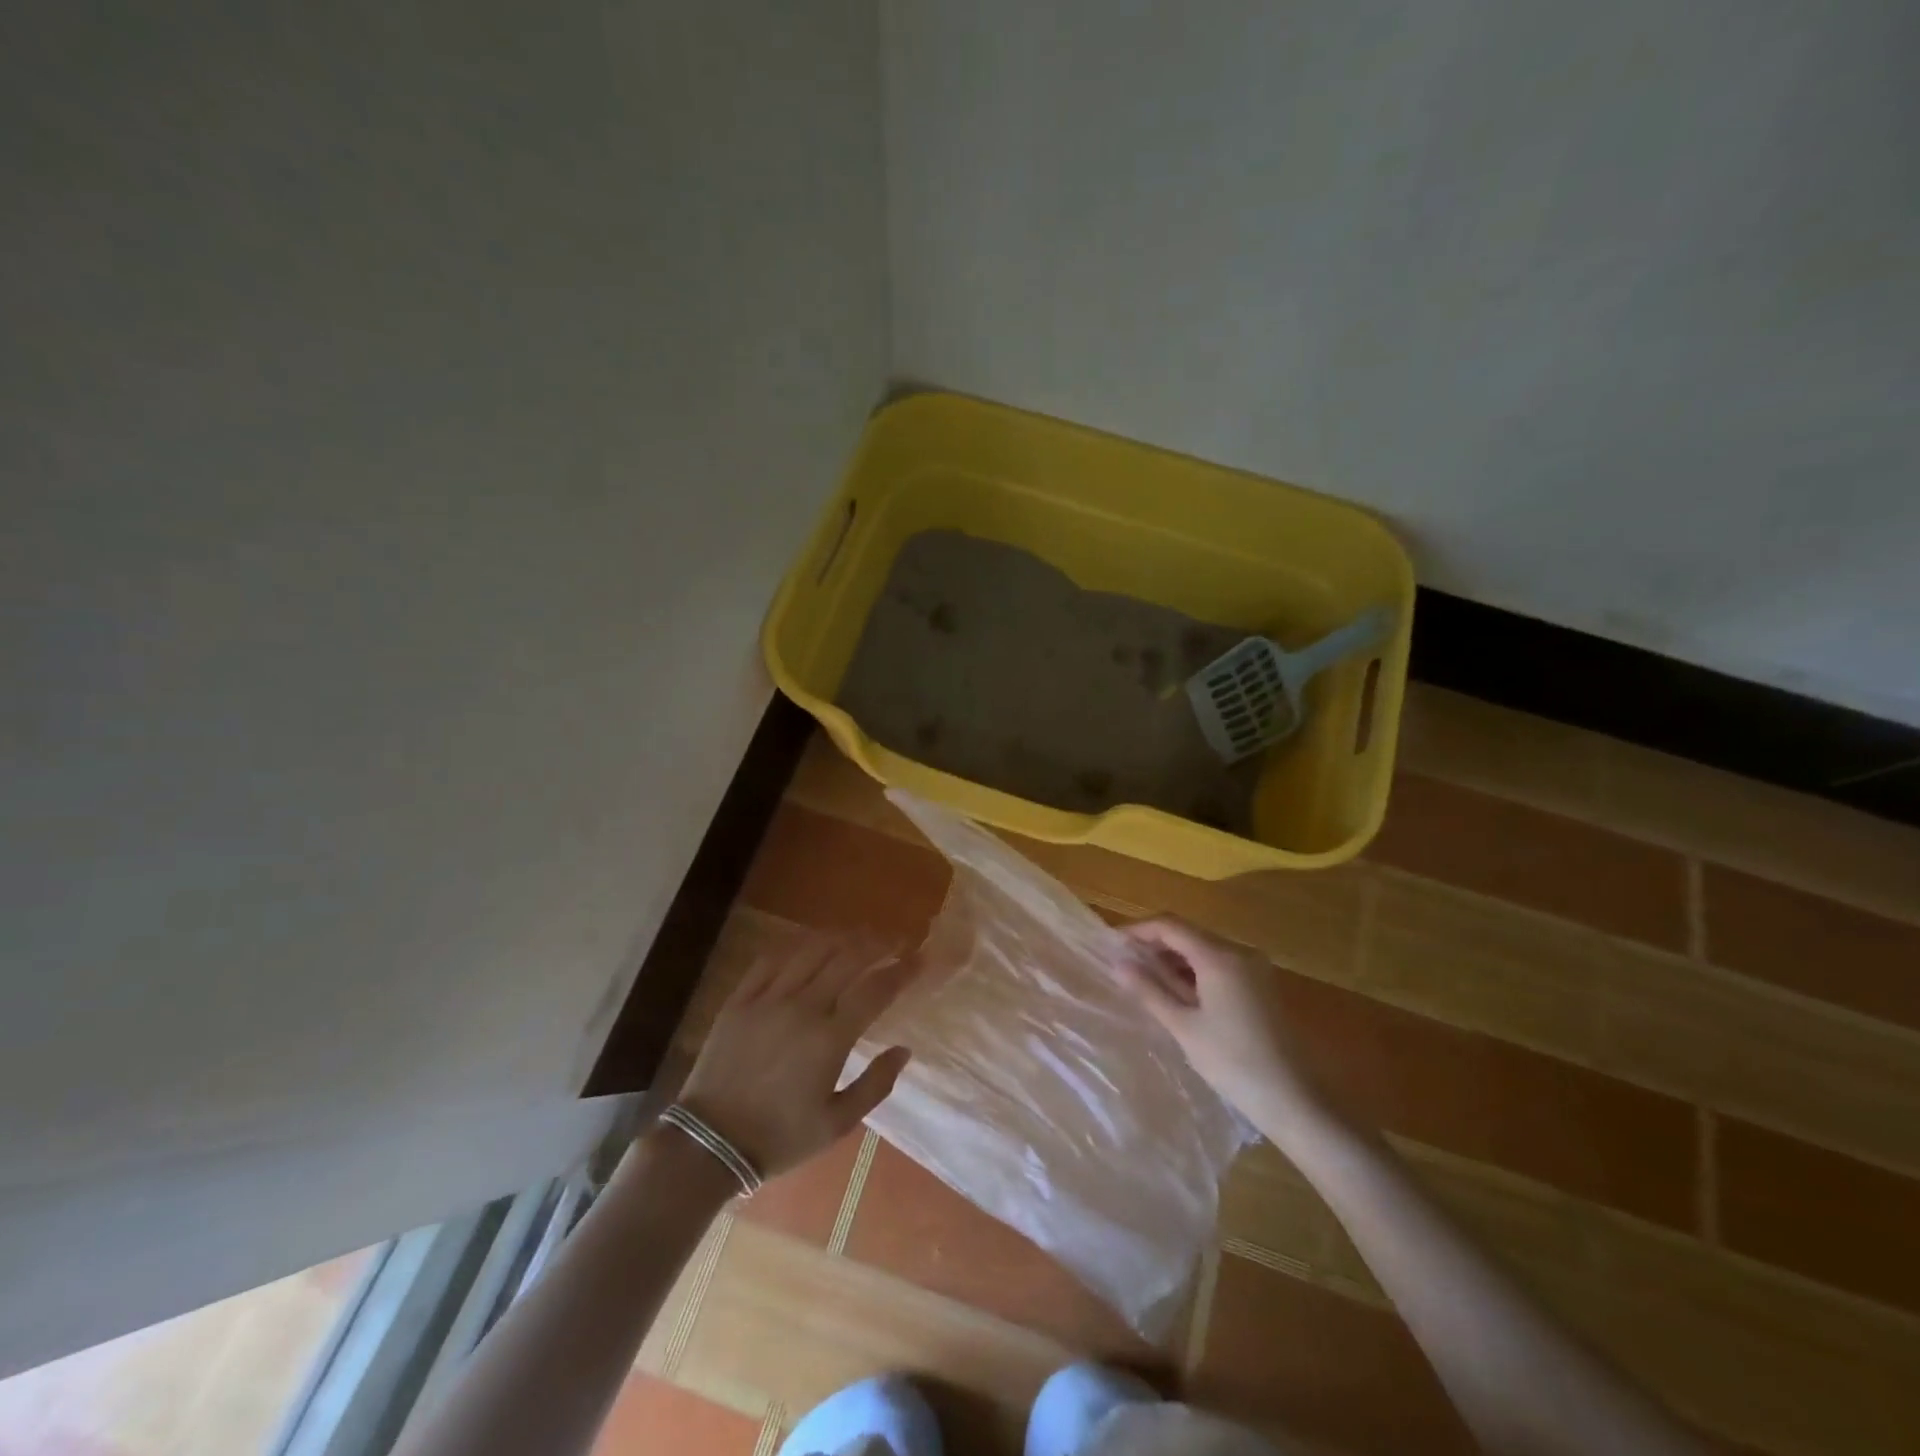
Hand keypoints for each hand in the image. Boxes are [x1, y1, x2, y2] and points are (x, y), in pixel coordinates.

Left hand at [675, 939, 917, 1180]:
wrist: (709, 1143)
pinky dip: (795, 945)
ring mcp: (768, 1000)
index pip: (875, 990)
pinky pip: (770, 960)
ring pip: (811, 951)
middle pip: (847, 959)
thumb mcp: (837, 1124)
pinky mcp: (740, 1000)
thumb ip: (875, 1085)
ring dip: (840, 938)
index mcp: (830, 1039)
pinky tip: (808, 943)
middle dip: (876, 943)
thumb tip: (904, 1050)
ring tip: (858, 935)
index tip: (920, 958)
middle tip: (894, 939)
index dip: (902, 970)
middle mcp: (802, 1008)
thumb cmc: (779, 1138)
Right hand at [1117, 916, 1323, 1123]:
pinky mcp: (1261, 986)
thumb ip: (1149, 990)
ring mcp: (1254, 968)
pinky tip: (1179, 994)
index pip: (1170, 925)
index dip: (1138, 930)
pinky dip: (1195, 972)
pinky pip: (1220, 965)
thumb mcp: (1183, 1027)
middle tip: (1125, 965)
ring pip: (1204, 949)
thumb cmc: (1232, 1062)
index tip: (1112, 943)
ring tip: (1146, 981)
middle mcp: (1239, 952)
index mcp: (1219, 956)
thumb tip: (1118, 963)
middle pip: (1188, 934)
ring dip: (1174, 959)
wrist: (1294, 1100)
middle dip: (1155, 945)